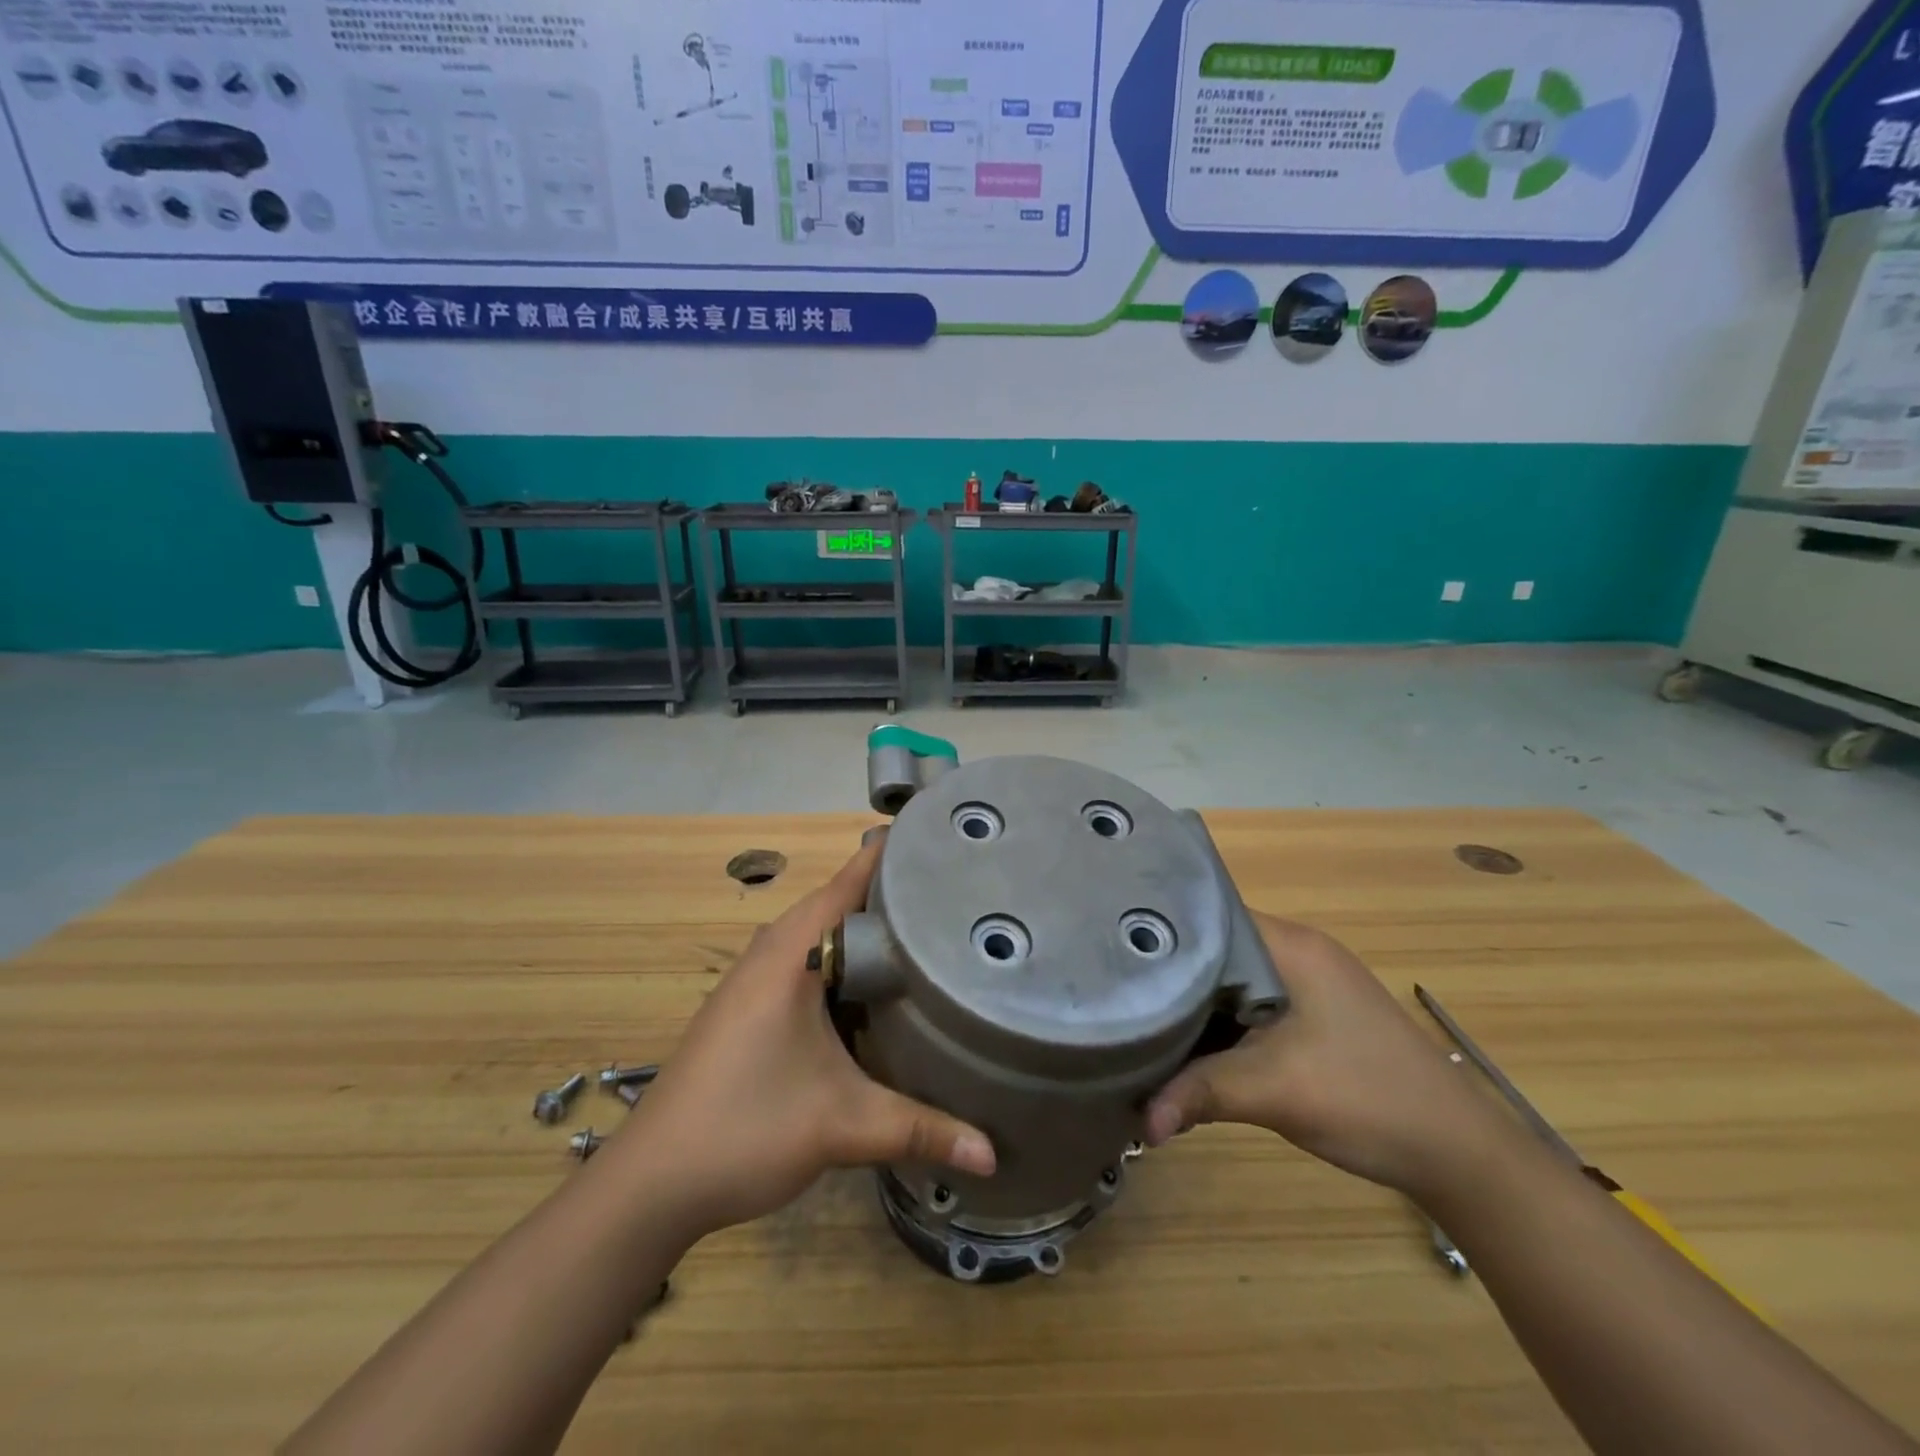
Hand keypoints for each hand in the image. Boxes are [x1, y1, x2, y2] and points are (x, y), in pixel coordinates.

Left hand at [609, 834, 995, 1235]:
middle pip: (838, 903)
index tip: (939, 838)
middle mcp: (770, 952)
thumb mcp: (843, 1125)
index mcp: (790, 953)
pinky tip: (873, 985)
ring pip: (820, 935)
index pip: (847, 882)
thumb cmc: (746, 1128)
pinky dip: (842, 959)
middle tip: (950, 889)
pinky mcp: (748, 1008)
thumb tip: (992, 1153)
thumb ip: (921, 1130)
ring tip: (923, 929)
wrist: (653, 1183)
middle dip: (890, 894)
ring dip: (864, 929)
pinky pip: (805, 961)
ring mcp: (753, 980)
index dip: (892, 856)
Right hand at [1145, 914, 1504, 1197]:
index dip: (1163, 929)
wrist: (1459, 1154)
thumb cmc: (1367, 1097)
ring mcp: (1310, 985)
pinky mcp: (1316, 1016)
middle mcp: (1298, 952)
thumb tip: (1139, 1122)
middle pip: (1217, 949)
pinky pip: (1251, 1006)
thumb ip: (1200, 1093)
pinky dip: (1221, 1023)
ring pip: (1232, 981)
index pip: (1210, 915)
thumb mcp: (1274, 1091)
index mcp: (1291, 945)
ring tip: (1138, 1013)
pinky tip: (1189, 1044)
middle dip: (1171, 972)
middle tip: (1115, 986)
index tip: (1113, 947)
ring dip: (1196, 1003)